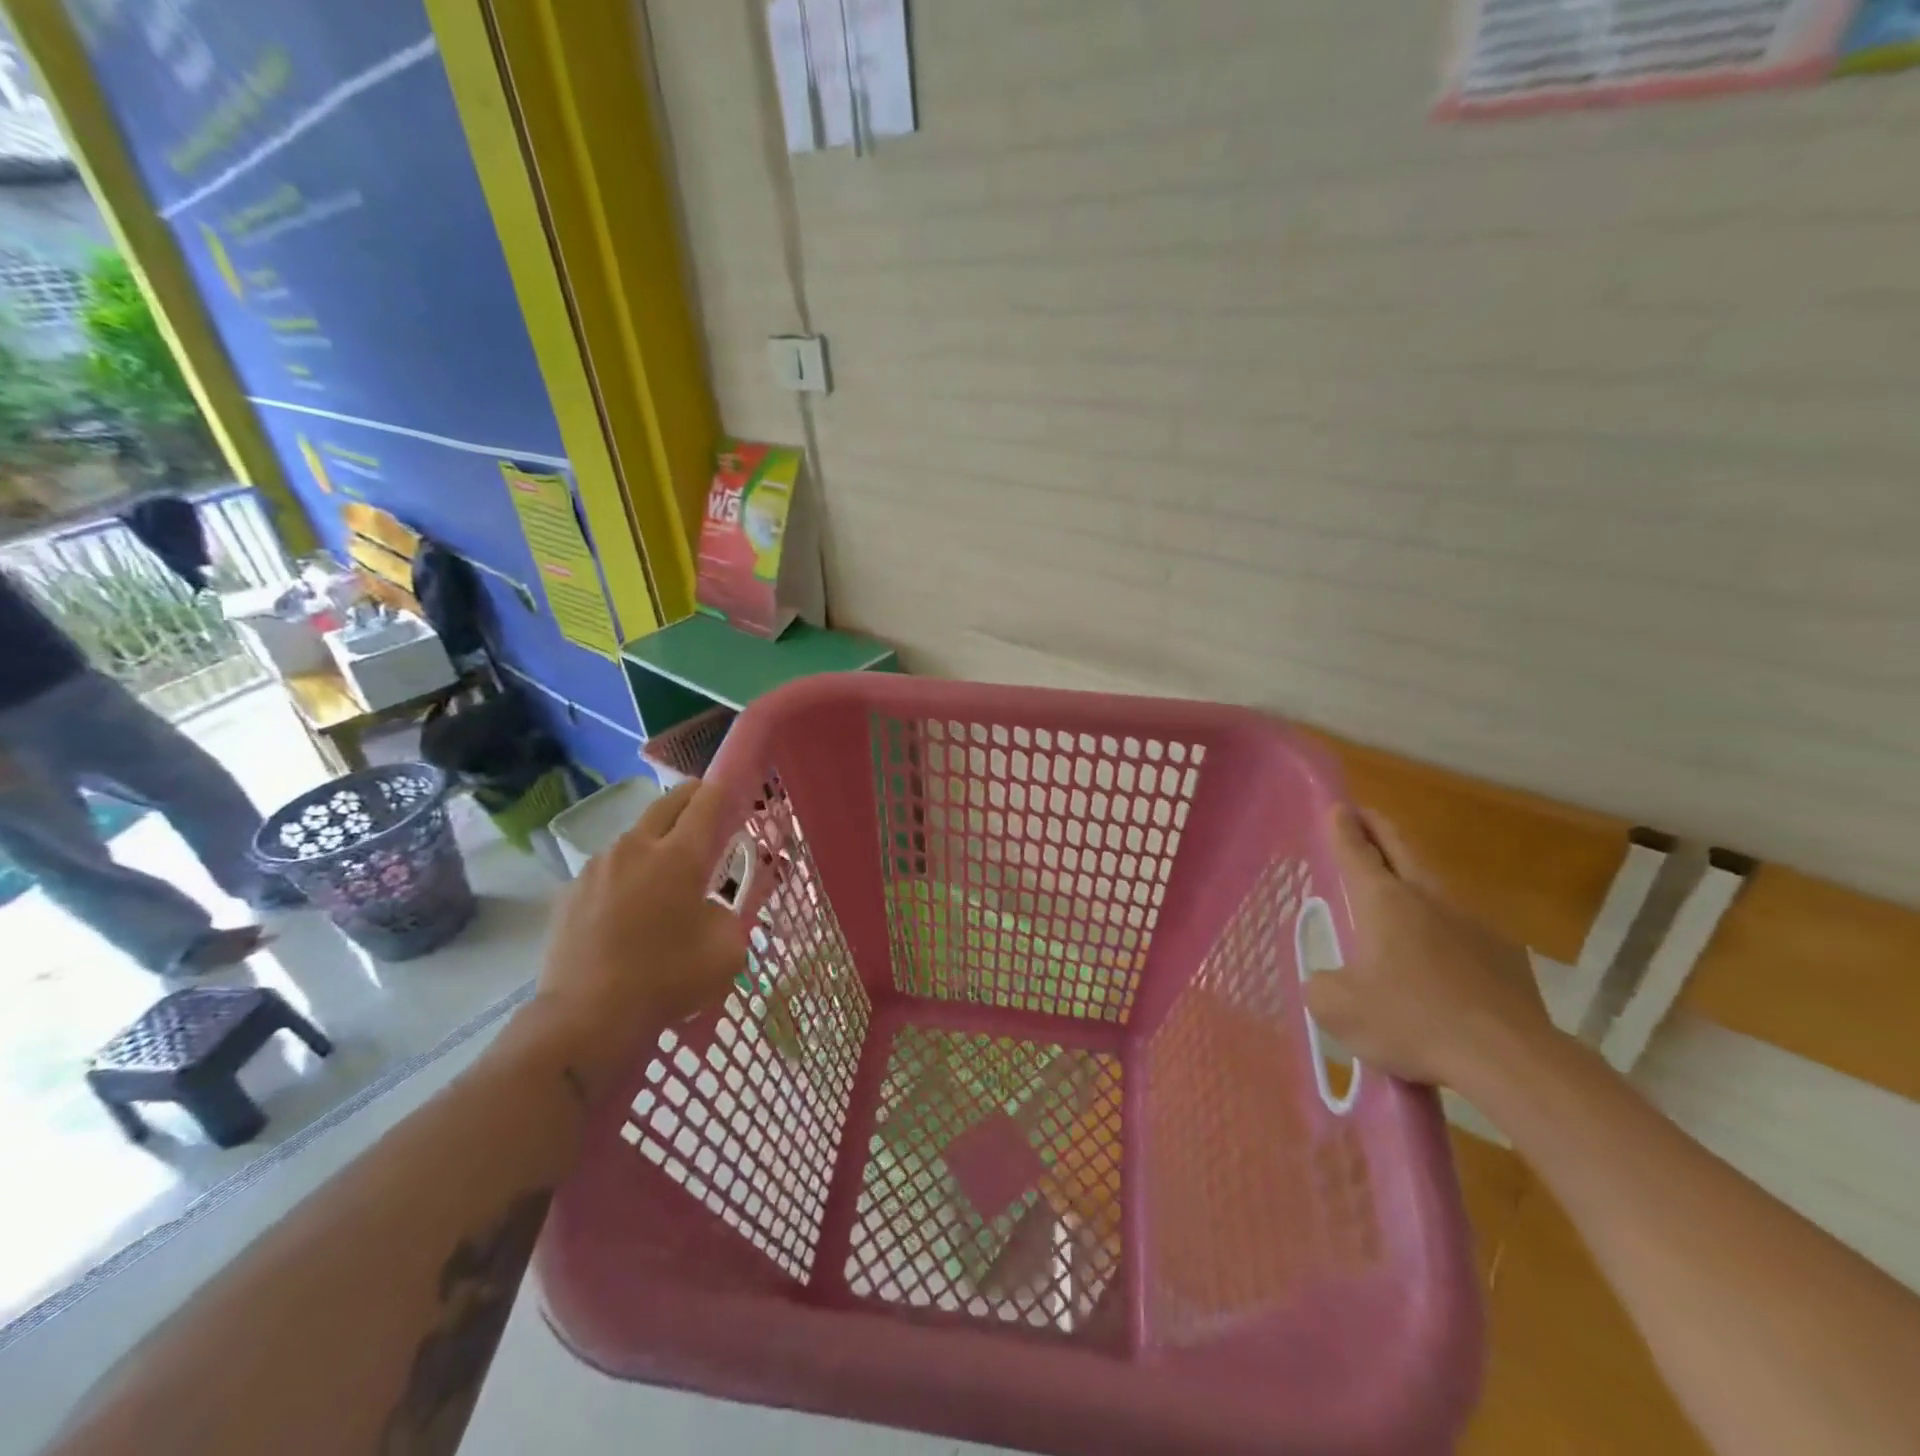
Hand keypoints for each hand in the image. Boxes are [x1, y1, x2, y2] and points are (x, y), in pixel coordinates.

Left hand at [526, 780, 748, 1103]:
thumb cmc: (667, 980)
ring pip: (634, 836)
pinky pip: (607, 868)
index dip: (725, 788)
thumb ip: (730, 914)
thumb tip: (712, 906)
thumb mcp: (727, 950)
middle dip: (691, 798)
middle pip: (667, 804)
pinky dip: (626, 873)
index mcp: (678, 856)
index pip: (707, 802)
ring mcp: (597, 867)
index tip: (735, 788)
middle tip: (707, 810)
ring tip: (666, 870)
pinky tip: (629, 906)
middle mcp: (635, 848)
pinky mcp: (570, 891)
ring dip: (656, 840)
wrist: (585, 1018)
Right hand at [1304, 805, 1552, 1090]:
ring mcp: (1472, 924)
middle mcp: (1428, 900)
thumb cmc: (1411, 1021)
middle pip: (1401, 850)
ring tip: (1398, 891)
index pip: (1356, 852)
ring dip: (1413, 879)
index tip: (1338, 807)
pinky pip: (1464, 932)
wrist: (1509, 1059)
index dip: (1343, 829)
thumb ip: (1322, 985)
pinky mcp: (1505, 956)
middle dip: (1379, 829)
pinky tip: (1440, 961)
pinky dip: (1444, 932)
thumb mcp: (1337, 1009)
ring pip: (1435, 889)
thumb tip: (1328, 980)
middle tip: (1365, 816)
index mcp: (1383, 902)